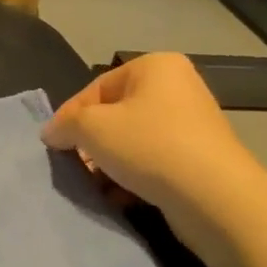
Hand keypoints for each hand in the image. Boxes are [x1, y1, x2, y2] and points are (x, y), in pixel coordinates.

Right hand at [42, 53, 263, 242]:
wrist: (215, 198)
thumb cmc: (149, 146)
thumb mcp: (92, 128)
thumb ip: (64, 125)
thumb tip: (52, 133)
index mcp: (155, 67)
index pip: (96, 88)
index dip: (70, 116)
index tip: (54, 145)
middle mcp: (178, 88)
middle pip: (115, 114)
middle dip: (91, 143)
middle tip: (75, 166)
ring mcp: (192, 125)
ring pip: (133, 141)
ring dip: (109, 164)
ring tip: (95, 186)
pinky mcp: (199, 159)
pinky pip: (153, 162)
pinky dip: (133, 177)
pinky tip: (119, 197)